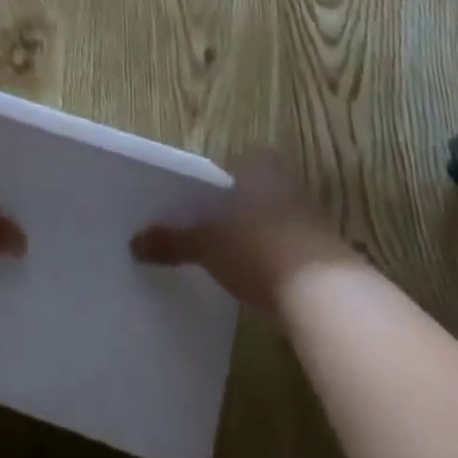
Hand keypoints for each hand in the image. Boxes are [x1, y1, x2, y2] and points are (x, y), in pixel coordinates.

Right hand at [131, 151, 357, 313]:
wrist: (324, 294)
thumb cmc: (258, 247)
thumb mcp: (207, 245)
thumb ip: (172, 241)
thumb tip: (133, 242)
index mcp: (256, 164)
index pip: (227, 164)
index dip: (210, 184)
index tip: (192, 204)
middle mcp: (283, 179)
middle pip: (250, 188)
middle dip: (233, 208)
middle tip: (207, 230)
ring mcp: (307, 213)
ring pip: (270, 216)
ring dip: (255, 233)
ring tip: (229, 258)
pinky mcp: (323, 250)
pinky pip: (287, 245)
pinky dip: (273, 257)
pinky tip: (258, 279)